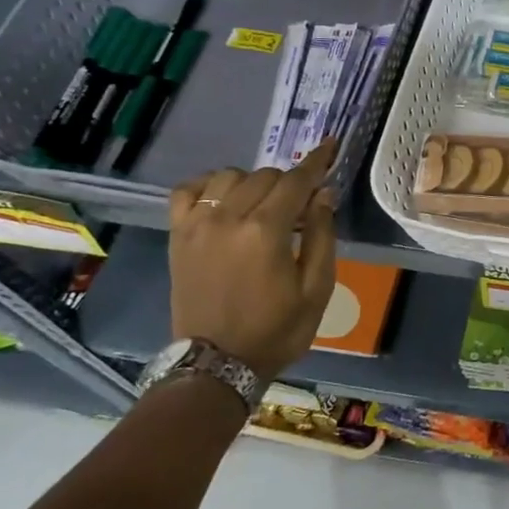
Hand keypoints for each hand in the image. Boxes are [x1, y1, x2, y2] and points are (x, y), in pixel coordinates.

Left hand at [167, 139, 338, 380]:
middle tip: (300, 207)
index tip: (331, 144)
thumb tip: (322, 194)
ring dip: (253, 182)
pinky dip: (209, 186)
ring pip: (230, 176)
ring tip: (263, 205)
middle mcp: (228, 218)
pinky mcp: (178, 236)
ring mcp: (197, 225)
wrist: (216, 363)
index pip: (296, 181)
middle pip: (265, 175)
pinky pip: (188, 190)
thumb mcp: (317, 287)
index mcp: (266, 232)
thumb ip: (321, 235)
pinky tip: (223, 198)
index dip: (317, 161)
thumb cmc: (277, 329)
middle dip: (290, 182)